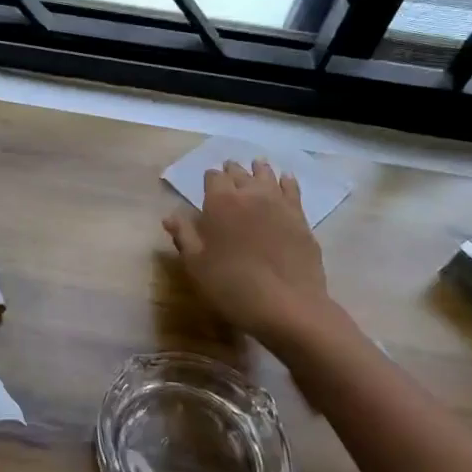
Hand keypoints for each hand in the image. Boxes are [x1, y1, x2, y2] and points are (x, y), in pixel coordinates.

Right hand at [163, 160, 339, 346]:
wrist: (287, 306)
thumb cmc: (232, 286)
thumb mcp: (196, 265)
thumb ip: (183, 236)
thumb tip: (170, 215)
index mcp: (220, 202)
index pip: (213, 177)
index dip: (209, 179)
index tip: (207, 184)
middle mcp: (250, 195)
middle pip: (240, 173)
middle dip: (232, 171)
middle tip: (229, 171)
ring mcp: (279, 204)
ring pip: (267, 176)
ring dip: (259, 170)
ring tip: (256, 166)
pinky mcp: (301, 219)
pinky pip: (292, 190)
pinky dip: (286, 182)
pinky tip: (285, 179)